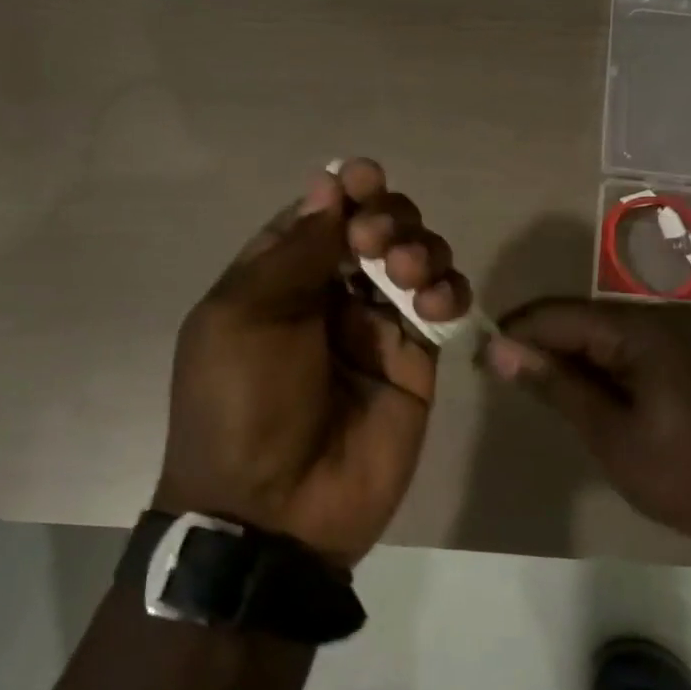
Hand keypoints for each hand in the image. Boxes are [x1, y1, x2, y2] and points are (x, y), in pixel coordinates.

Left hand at [155, 160, 471, 567]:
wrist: (275, 509)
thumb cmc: (242, 404)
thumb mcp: (245, 316)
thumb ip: (294, 251)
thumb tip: (328, 187)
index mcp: (277, 280)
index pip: (320, 216)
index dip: (345, 191)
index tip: (364, 180)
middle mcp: (329, 297)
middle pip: (376, 230)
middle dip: (387, 218)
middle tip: (379, 243)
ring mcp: (377, 330)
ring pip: (417, 262)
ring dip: (421, 249)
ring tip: (407, 275)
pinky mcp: (417, 364)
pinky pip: (443, 310)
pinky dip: (448, 293)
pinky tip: (435, 305)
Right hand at [485, 298, 690, 552]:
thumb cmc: (686, 475)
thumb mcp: (609, 433)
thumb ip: (554, 384)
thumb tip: (499, 348)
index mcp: (645, 328)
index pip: (561, 314)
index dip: (517, 332)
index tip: (482, 358)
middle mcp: (670, 316)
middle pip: (588, 319)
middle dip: (545, 345)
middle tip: (507, 378)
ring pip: (614, 333)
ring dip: (576, 357)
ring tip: (542, 389)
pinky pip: (641, 347)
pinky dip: (609, 366)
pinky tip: (593, 394)